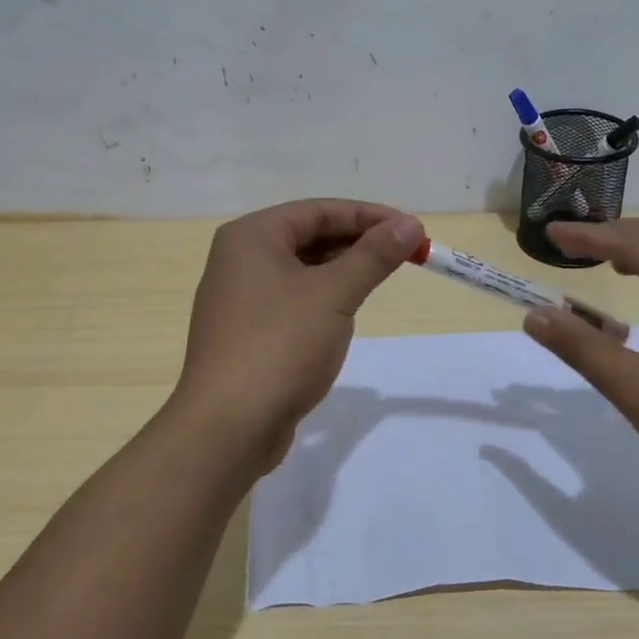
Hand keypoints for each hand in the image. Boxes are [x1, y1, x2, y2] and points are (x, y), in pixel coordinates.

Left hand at [171, 199, 424, 471]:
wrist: (228, 428)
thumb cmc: (280, 345)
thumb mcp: (334, 294)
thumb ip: (374, 255)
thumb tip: (409, 224)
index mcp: (251, 237)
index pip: (318, 210)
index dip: (368, 216)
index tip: (411, 228)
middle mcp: (239, 260)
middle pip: (308, 237)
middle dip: (357, 243)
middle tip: (405, 254)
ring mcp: (239, 300)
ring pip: (301, 271)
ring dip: (342, 271)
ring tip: (381, 279)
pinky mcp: (246, 335)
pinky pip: (292, 301)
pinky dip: (322, 299)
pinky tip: (346, 315)